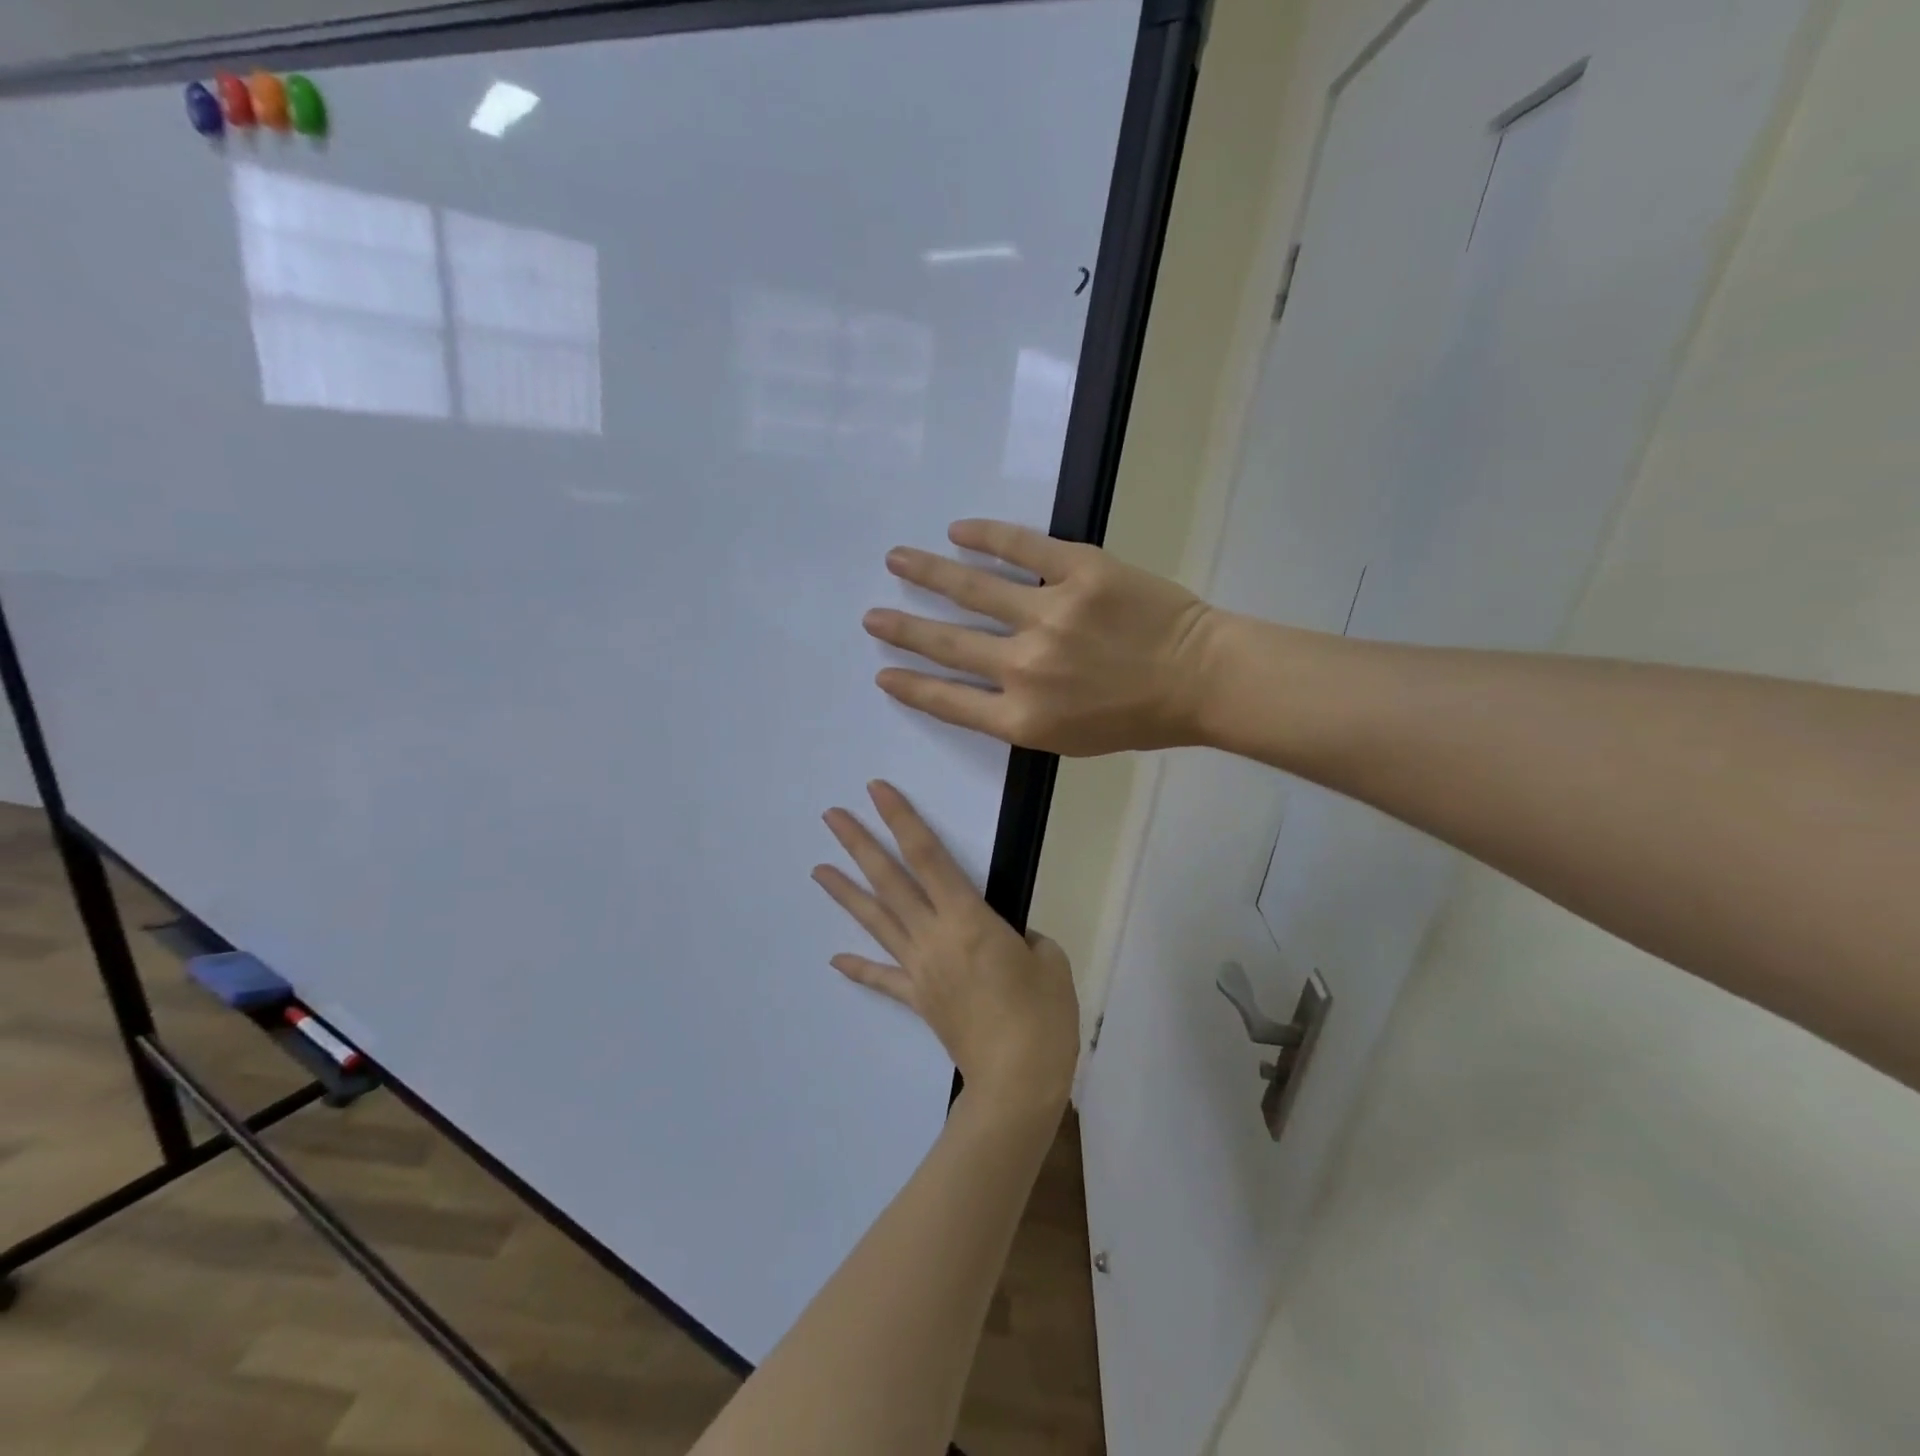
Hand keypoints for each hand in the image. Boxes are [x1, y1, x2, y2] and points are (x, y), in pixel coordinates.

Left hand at [812, 781, 1078, 1114]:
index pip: (928, 856)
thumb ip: (1023, 937)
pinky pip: (883, 978)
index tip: (877, 791)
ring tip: (818, 869)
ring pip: (877, 922)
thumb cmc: (1042, 1016)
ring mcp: (920, 969)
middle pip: (890, 881)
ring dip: (847, 893)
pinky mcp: (918, 999)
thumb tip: (1005, 937)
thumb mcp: (1049, 960)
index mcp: (968, 919)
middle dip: (860, 844)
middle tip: (831, 816)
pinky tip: (835, 958)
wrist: (1017, 1082)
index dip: (902, 819)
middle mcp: (934, 936)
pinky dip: (859, 968)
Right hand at [863, 519, 1217, 755]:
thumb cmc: (1138, 719)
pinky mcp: (1079, 570)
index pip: (948, 701)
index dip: (911, 686)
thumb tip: (982, 684)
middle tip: (872, 616)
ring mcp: (1051, 614)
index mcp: (1023, 717)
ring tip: (896, 560)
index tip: (883, 673)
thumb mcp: (1070, 740)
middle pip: (948, 644)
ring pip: (973, 589)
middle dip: (903, 630)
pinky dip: (987, 536)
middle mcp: (1025, 667)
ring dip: (928, 573)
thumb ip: (1020, 716)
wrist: (1201, 678)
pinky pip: (1022, 547)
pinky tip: (958, 531)